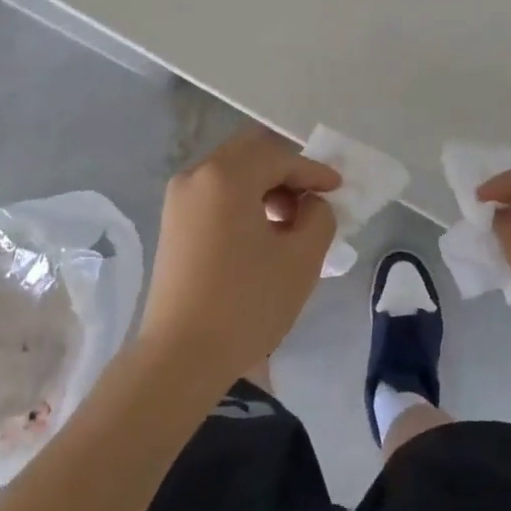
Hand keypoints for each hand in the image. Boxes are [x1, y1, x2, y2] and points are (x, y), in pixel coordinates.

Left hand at [136, 126, 338, 394]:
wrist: (179, 358)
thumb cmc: (246, 304)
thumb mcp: (300, 260)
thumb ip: (319, 217)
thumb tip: (311, 204)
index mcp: (226, 175)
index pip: (279, 157)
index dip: (313, 171)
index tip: (338, 188)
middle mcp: (197, 175)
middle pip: (251, 153)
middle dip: (286, 171)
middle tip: (312, 199)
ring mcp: (179, 198)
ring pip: (232, 171)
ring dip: (264, 185)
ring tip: (289, 222)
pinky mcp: (172, 222)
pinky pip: (215, 192)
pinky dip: (242, 199)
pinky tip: (260, 232)